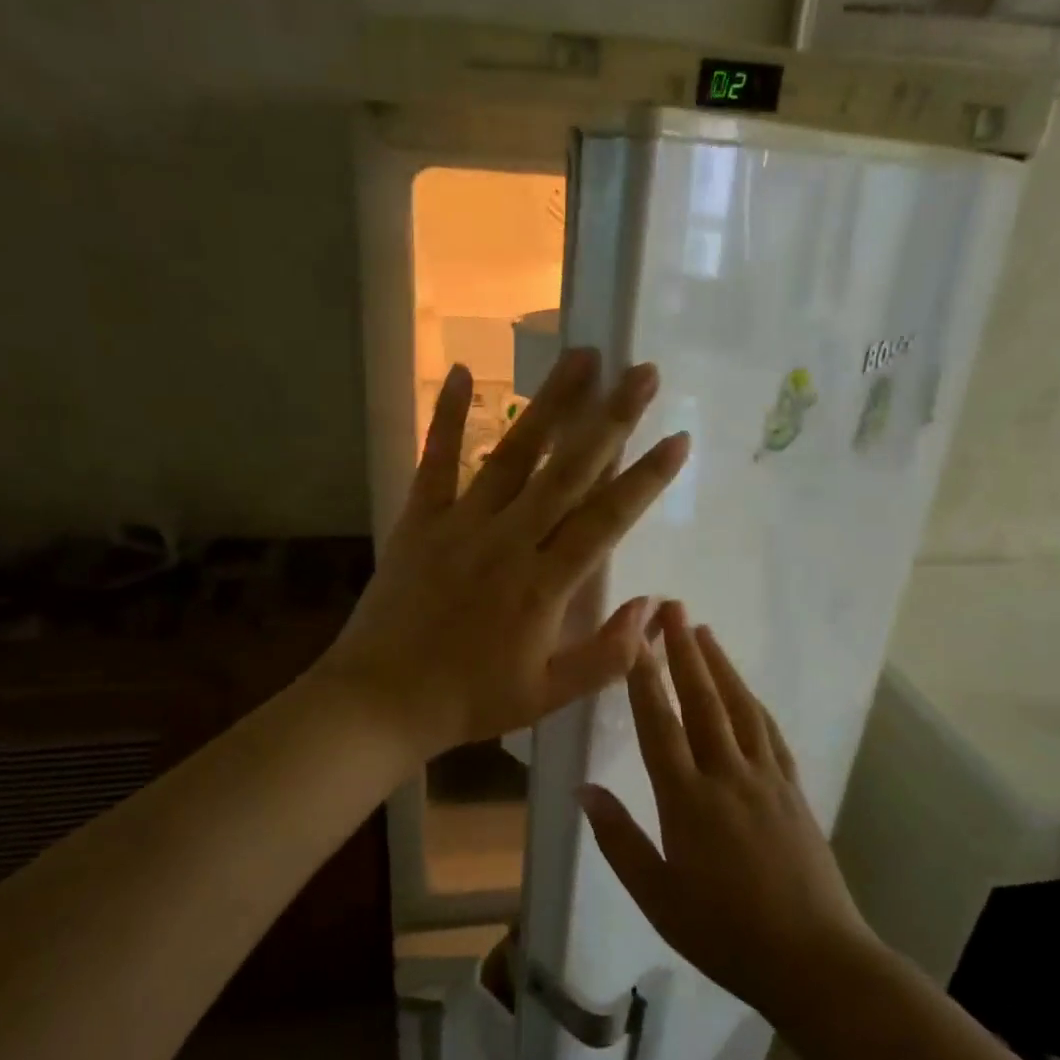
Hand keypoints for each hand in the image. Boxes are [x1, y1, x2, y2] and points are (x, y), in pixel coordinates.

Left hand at [317, 350, 689, 764]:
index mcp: (543, 585)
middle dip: (611, 418)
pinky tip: (460, 372)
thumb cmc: (469, 701)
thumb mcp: (548, 696)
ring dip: (550, 404)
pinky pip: (436, 461)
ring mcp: (461, 524)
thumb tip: (652, 608)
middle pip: (568, 470)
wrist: (381, 701)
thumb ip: (607, 656)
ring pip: (513, 454)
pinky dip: (446, 416)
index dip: (645, 478)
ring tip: (581, 358)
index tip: (678, 439)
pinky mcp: (420, 520)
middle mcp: (508, 540)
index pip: (606, 519)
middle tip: (641, 373)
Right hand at [579, 602, 874, 1023]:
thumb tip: (584, 790)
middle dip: (684, 651)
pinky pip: (770, 733)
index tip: (635, 639)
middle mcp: (727, 776)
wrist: (814, 960)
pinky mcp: (792, 790)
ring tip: (704, 632)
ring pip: (740, 707)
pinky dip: (755, 702)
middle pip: (703, 701)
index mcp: (687, 801)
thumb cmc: (724, 933)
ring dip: (721, 665)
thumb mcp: (658, 896)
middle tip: (673, 607)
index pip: (659, 726)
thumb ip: (619, 840)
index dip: (644, 679)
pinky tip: (747, 690)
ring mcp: (765, 779)